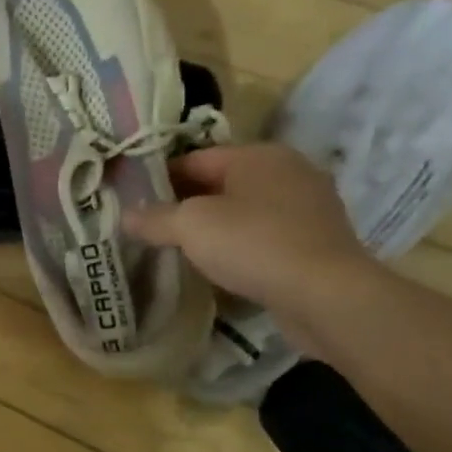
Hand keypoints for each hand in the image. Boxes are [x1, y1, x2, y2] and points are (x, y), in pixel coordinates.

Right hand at [124, 144, 376, 344]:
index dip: (159, 179)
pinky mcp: (317, 241)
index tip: (134, 202)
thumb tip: (123, 216)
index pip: (194, 158)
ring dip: (214, 226)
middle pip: (220, 183)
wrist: (327, 296)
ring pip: (243, 210)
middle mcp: (288, 171)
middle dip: (185, 203)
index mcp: (258, 155)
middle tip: (151, 226)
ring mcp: (308, 206)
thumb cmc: (254, 244)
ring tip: (180, 248)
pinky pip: (265, 234)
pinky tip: (220, 265)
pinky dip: (241, 245)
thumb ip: (153, 218)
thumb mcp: (189, 226)